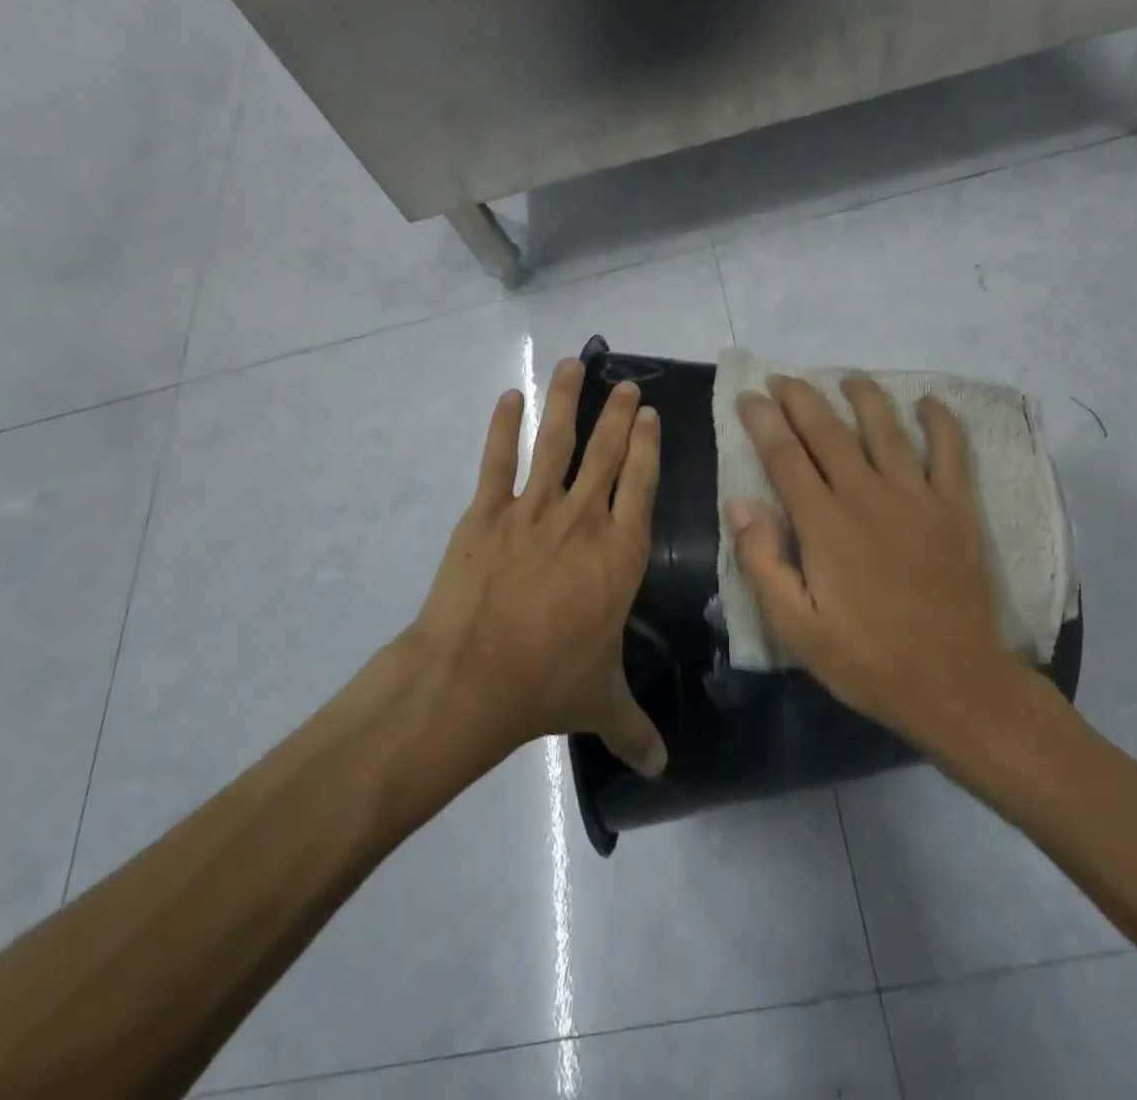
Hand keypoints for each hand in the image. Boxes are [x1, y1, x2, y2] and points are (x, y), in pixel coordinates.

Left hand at [411, 358, 666, 776]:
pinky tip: (508, 397)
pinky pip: (496, 461)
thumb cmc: (548, 684)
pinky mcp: (485, 513)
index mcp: (619, 554)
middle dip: (618, 415)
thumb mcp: (601, 704)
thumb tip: (665, 771)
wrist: (471, 678)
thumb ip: (635, 729)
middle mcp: (582, 520)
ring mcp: (532, 510)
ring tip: (574, 364)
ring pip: (554, 442)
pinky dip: (501, 426)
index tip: (651, 414)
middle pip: (605, 454)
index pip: (641, 485)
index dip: (648, 446)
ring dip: (566, 401)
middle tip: (627, 385)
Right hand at [728, 376, 1038, 744]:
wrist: (955, 684)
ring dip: (864, 397)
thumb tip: (740, 503)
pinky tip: (928, 403)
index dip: (762, 421)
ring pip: (886, 429)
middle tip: (784, 378)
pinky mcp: (957, 508)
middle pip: (828, 432)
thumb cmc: (867, 660)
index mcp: (824, 524)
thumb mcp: (795, 628)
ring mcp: (917, 497)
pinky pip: (951, 451)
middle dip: (801, 399)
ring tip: (849, 379)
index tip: (748, 395)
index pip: (784, 456)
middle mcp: (867, 495)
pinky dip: (940, 422)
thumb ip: (763, 562)